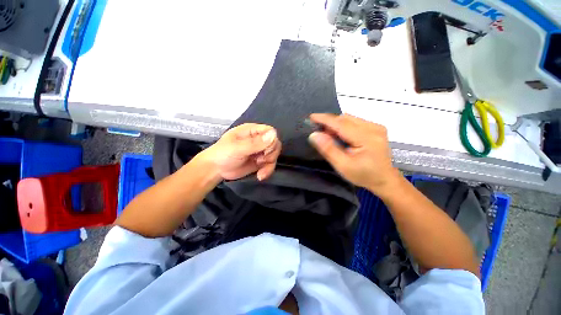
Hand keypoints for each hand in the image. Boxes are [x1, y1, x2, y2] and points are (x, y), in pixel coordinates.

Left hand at [199, 123, 281, 180]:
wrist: (215, 170)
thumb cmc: (223, 154)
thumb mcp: (237, 148)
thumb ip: (255, 143)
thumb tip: (274, 134)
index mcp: (252, 131)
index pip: (270, 131)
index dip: (272, 141)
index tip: (265, 151)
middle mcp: (258, 139)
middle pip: (275, 144)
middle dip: (271, 154)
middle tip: (260, 161)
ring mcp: (260, 151)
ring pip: (274, 155)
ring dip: (269, 164)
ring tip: (260, 172)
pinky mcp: (260, 162)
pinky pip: (270, 164)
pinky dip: (268, 170)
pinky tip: (260, 176)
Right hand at [308, 113, 401, 194]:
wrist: (384, 179)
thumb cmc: (363, 175)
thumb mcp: (343, 166)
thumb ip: (329, 149)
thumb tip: (314, 135)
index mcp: (366, 138)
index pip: (341, 124)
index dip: (325, 119)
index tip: (311, 117)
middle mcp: (373, 128)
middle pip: (346, 119)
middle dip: (330, 123)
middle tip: (320, 133)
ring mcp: (376, 126)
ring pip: (350, 119)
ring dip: (337, 124)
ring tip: (330, 136)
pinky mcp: (376, 128)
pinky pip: (355, 121)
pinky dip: (344, 126)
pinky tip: (342, 136)